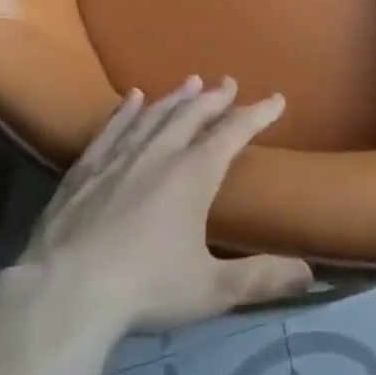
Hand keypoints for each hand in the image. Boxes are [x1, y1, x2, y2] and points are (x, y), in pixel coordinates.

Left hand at [14, 77, 312, 334]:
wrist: (64, 293)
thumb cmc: (145, 288)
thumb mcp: (212, 290)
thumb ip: (261, 278)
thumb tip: (311, 274)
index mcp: (194, 174)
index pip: (234, 133)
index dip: (258, 113)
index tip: (276, 98)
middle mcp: (160, 154)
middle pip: (193, 115)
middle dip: (215, 98)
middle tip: (228, 83)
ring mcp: (119, 158)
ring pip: (154, 115)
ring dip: (176, 98)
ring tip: (191, 82)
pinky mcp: (84, 169)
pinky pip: (111, 128)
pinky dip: (125, 111)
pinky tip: (131, 98)